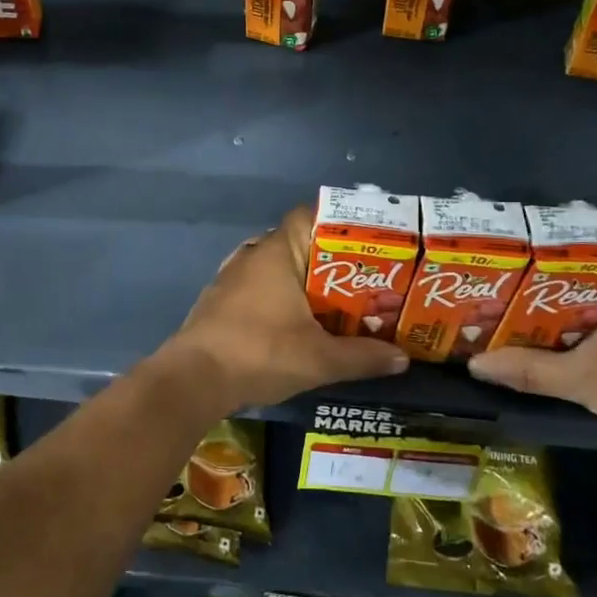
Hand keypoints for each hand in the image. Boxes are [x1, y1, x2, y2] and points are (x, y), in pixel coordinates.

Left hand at [162, 206, 408, 410]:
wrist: (193, 379)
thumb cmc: (261, 353)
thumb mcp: (320, 359)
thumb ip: (363, 356)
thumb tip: (403, 359)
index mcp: (277, 252)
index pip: (309, 217)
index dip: (338, 225)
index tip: (366, 244)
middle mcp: (252, 256)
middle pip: (297, 245)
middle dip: (328, 262)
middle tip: (361, 282)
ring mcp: (230, 278)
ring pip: (275, 269)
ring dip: (301, 283)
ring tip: (333, 304)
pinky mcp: (218, 301)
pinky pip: (257, 289)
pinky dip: (277, 299)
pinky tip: (293, 323)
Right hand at [465, 270, 596, 449]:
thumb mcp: (581, 379)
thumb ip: (528, 370)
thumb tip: (475, 364)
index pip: (573, 251)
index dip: (534, 257)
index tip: (503, 264)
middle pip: (580, 276)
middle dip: (542, 286)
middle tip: (501, 291)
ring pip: (595, 299)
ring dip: (562, 308)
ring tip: (518, 313)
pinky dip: (583, 325)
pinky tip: (558, 338)